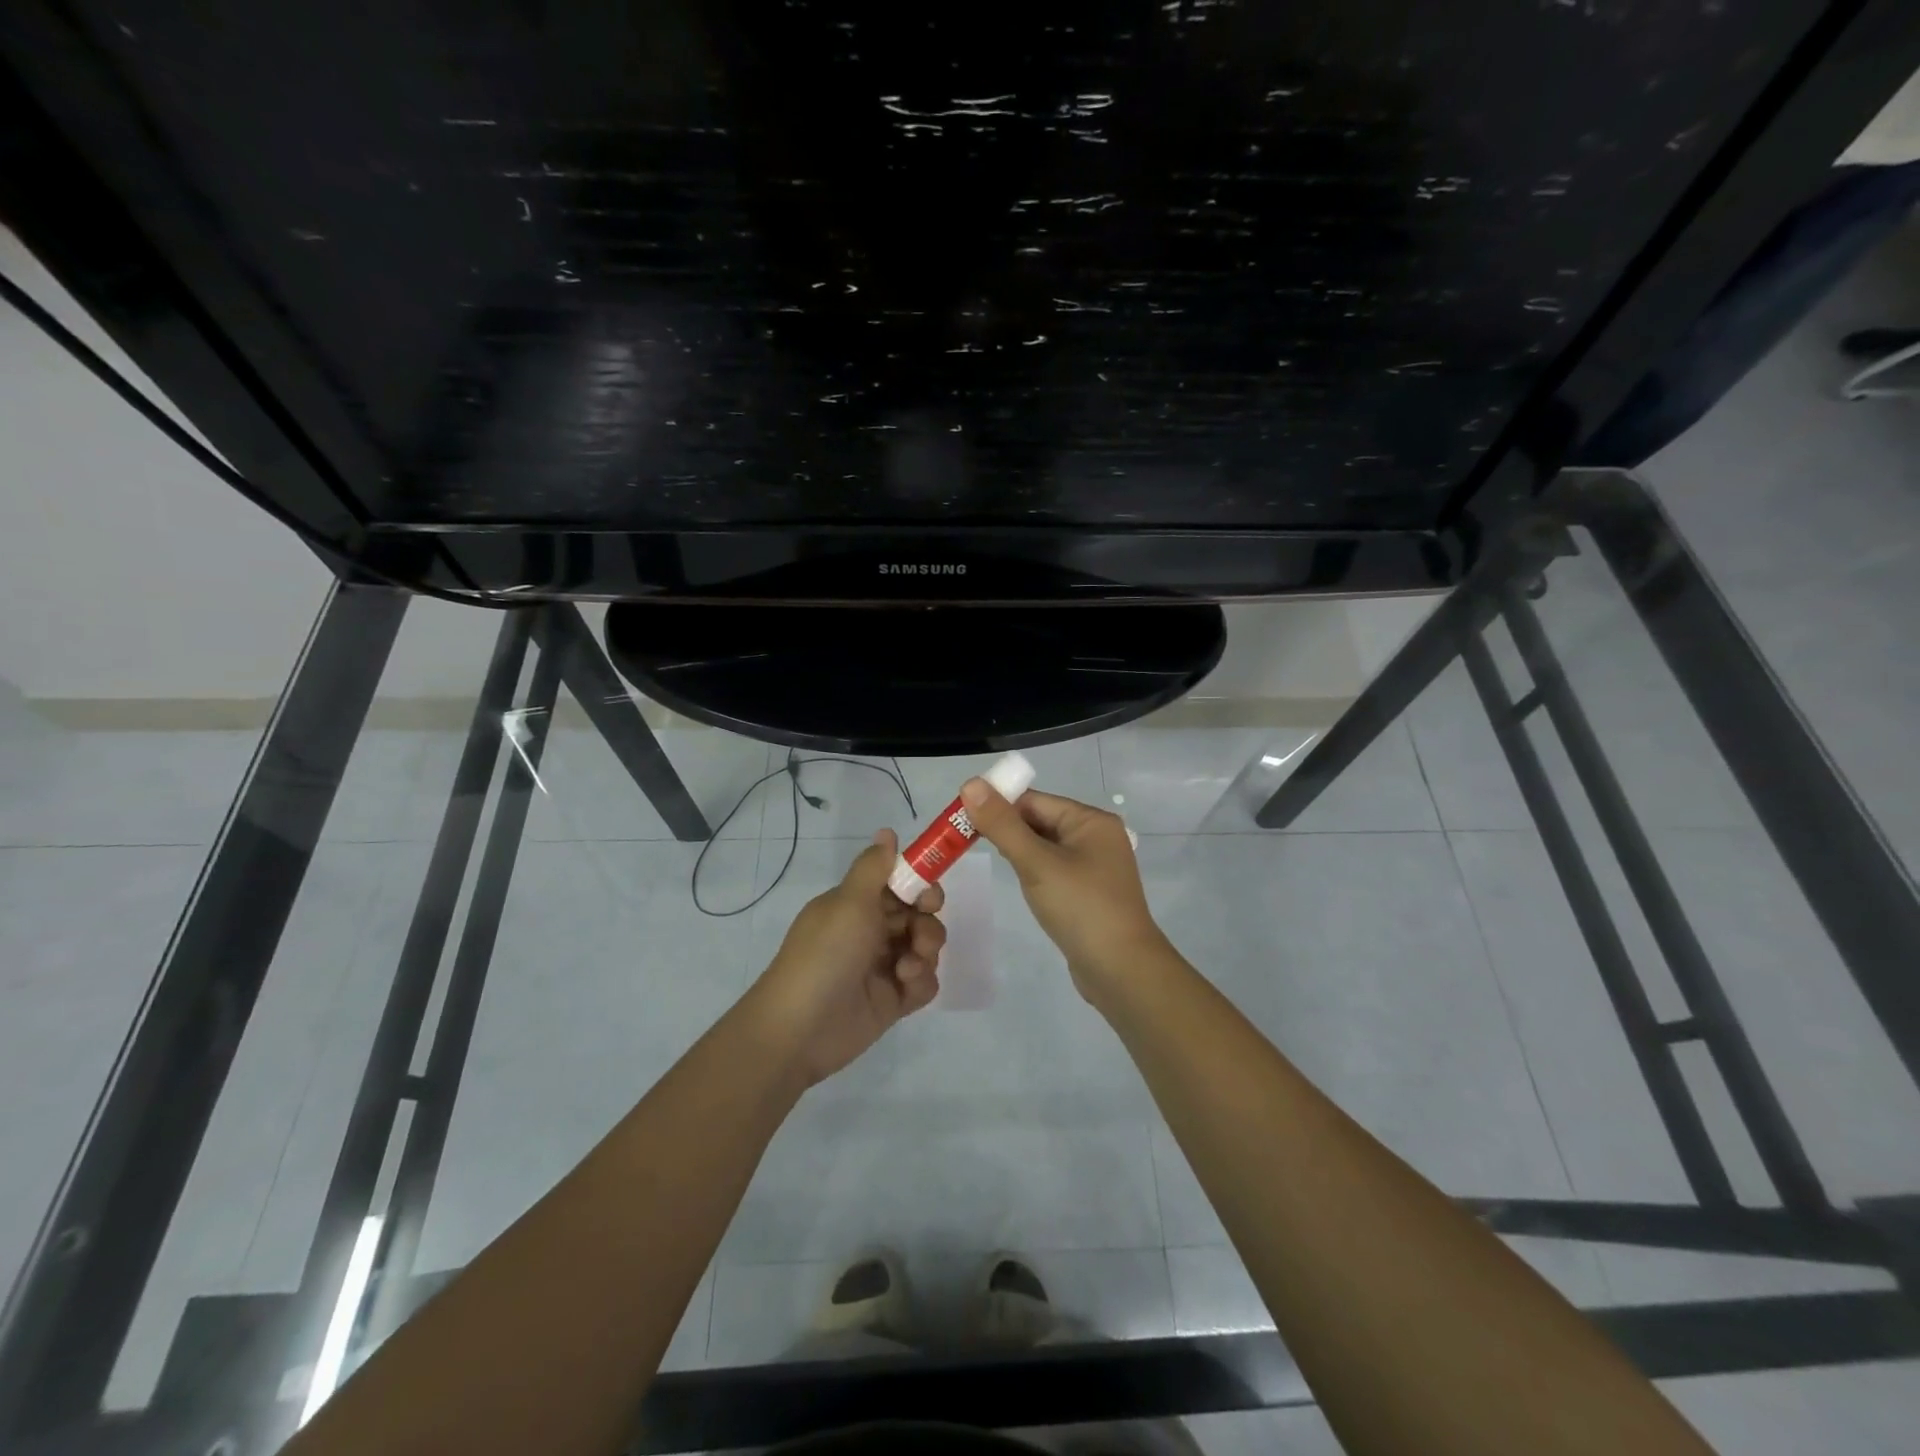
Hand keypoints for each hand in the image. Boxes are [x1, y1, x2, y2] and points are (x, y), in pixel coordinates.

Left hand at [748, 830, 945, 1085]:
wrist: (800, 1028)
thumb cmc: (825, 954)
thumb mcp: (849, 902)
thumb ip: (874, 867)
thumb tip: (887, 831)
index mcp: (857, 905)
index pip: (899, 884)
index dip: (919, 886)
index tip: (927, 896)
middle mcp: (871, 931)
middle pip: (919, 915)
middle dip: (927, 922)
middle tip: (919, 934)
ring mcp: (883, 966)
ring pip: (925, 948)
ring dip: (925, 952)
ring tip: (906, 968)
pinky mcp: (893, 1000)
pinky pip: (924, 983)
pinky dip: (921, 982)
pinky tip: (905, 987)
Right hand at [958, 781, 1168, 1004]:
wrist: (1122, 971)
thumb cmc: (1080, 908)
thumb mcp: (1036, 863)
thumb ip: (1002, 824)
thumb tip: (970, 783)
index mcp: (1091, 821)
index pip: (1035, 800)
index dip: (998, 806)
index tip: (962, 820)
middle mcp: (1097, 837)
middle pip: (1041, 821)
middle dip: (1007, 829)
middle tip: (966, 842)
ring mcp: (1096, 867)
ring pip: (1046, 847)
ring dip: (1019, 851)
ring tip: (989, 861)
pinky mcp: (1090, 893)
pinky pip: (1055, 870)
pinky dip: (1034, 871)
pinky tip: (1021, 885)